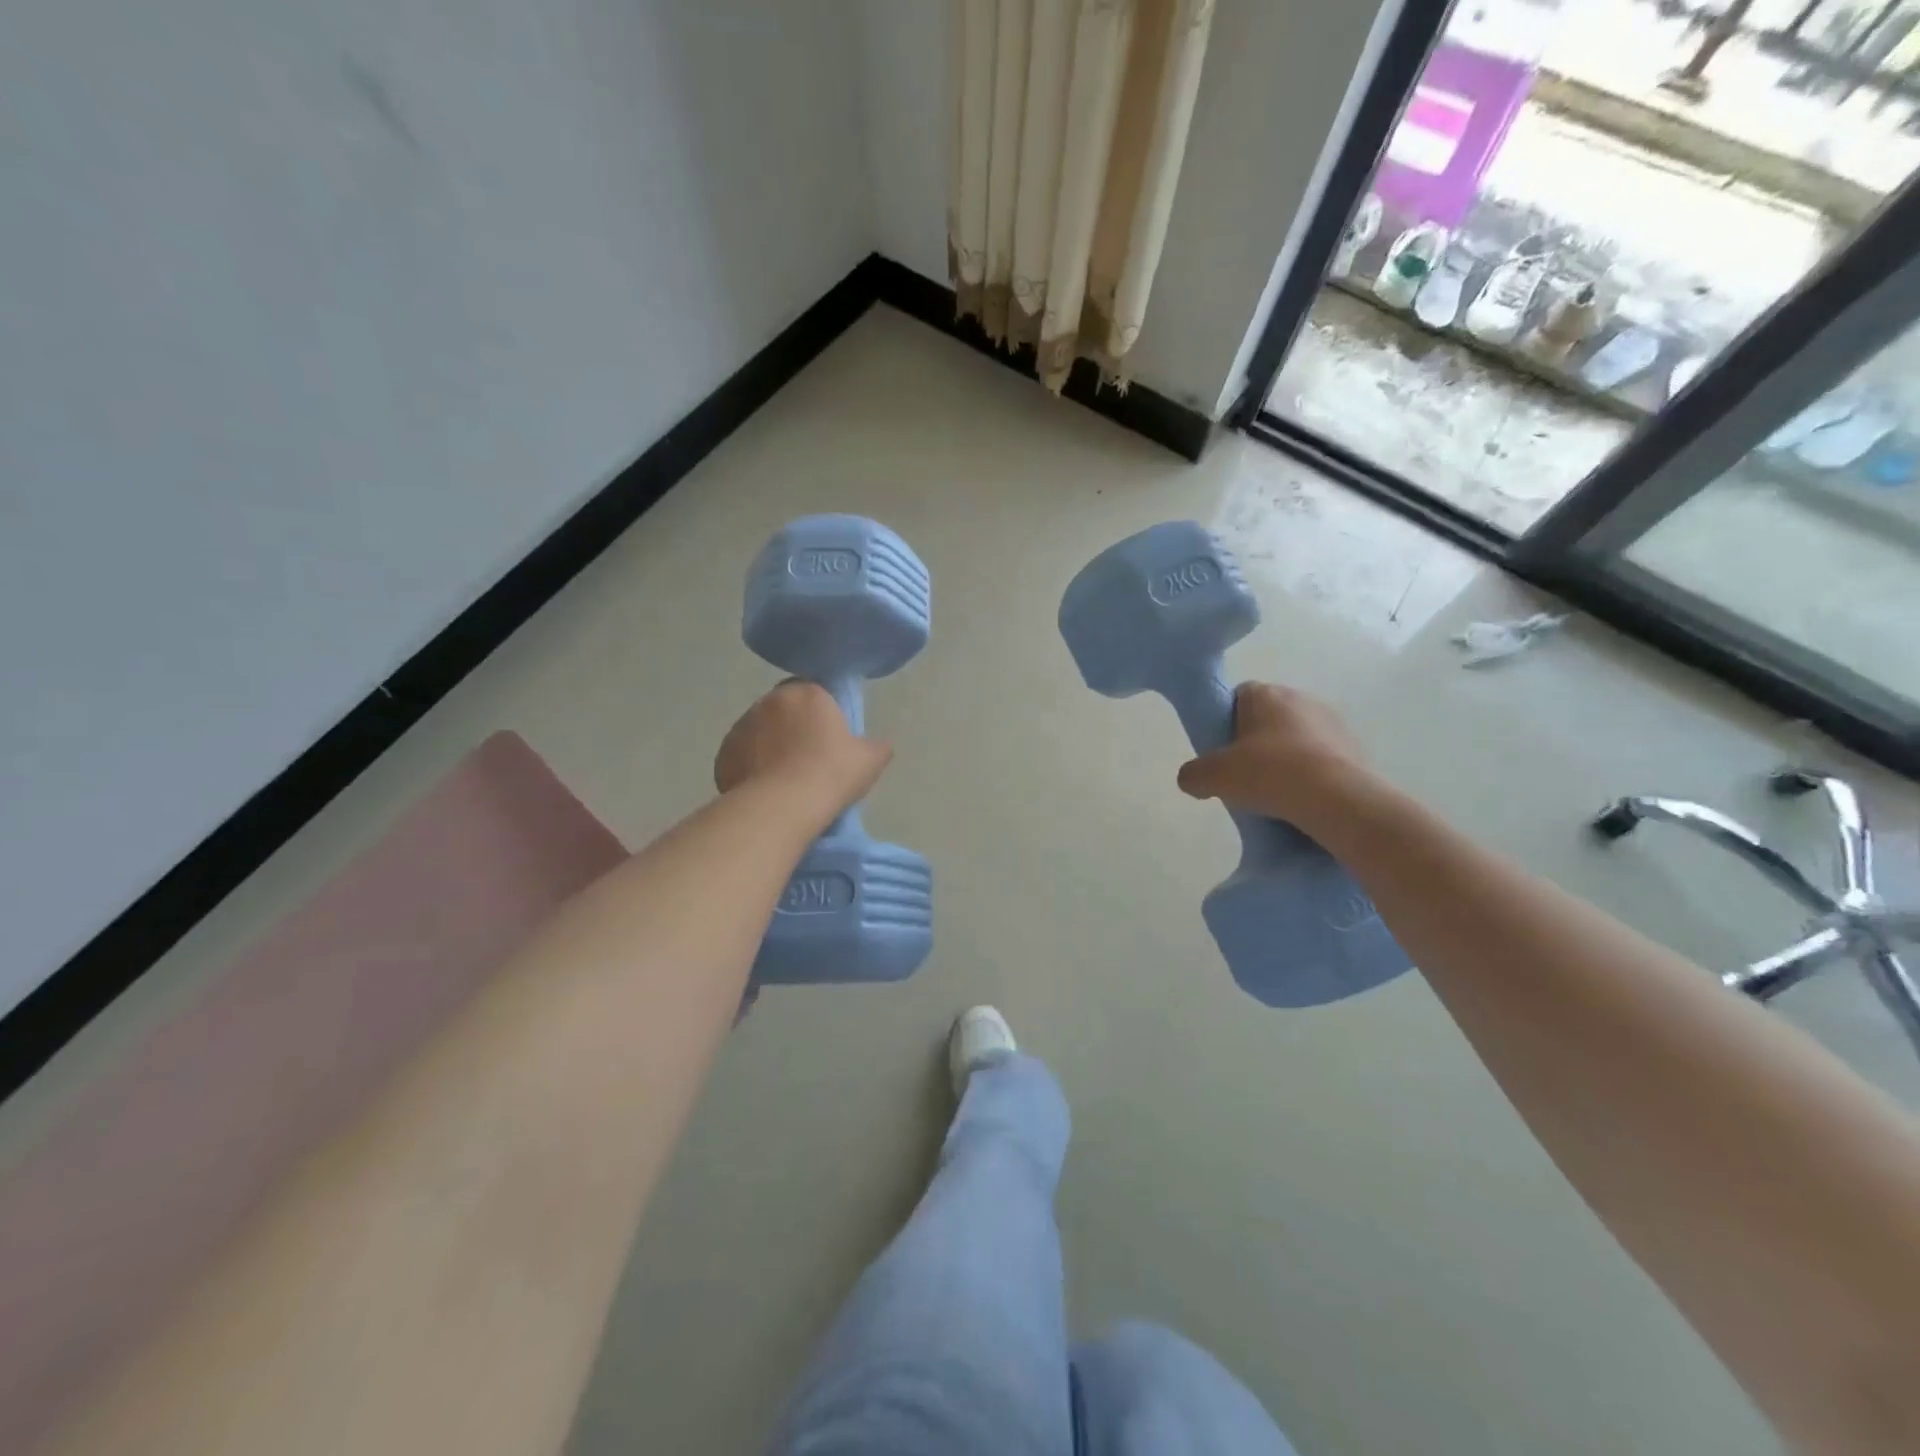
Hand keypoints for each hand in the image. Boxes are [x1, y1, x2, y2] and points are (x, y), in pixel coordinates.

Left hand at [715, 681, 891, 820]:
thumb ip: (877, 746)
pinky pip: (741, 757)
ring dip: (769, 747)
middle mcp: (769, 701)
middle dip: (791, 727)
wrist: (784, 805)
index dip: (820, 713)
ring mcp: (741, 727)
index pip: (812, 691)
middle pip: (782, 710)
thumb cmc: (832, 773)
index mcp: (806, 693)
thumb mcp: (871, 760)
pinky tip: (765, 790)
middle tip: (807, 759)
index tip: (828, 738)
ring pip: (759, 732)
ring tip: (784, 780)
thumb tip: (879, 745)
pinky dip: (750, 768)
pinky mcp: (723, 754)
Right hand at [1176, 682, 1376, 831]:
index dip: (1226, 722)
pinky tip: (1303, 801)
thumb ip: (1193, 775)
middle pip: (1268, 718)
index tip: (1222, 752)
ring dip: (1287, 759)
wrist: (1338, 800)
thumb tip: (1192, 779)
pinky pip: (1323, 759)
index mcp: (1266, 694)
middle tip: (1245, 776)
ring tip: (1276, 794)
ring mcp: (1334, 722)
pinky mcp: (1357, 748)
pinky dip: (1312, 775)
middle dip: (1256, 743)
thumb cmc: (1269, 774)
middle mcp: (1301, 698)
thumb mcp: (1213, 778)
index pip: (1238, 696)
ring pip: (1298, 738)